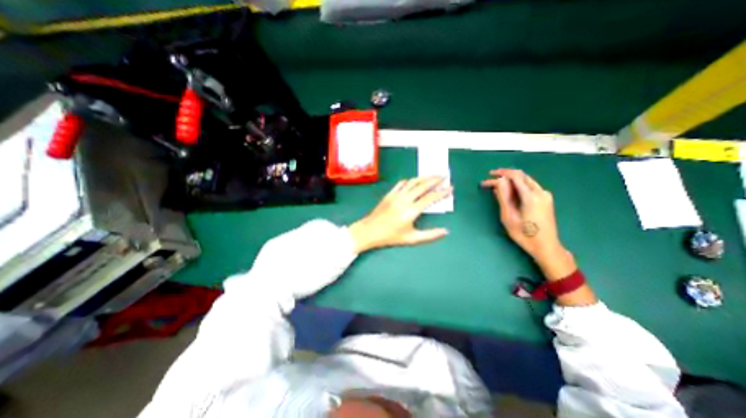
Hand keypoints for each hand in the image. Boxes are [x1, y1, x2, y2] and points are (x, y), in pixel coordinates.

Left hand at [348, 177, 451, 253]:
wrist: (369, 231)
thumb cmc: (390, 236)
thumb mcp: (411, 239)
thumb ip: (430, 235)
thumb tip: (446, 231)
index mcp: (411, 211)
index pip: (430, 198)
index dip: (441, 192)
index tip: (450, 188)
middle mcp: (404, 200)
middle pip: (422, 186)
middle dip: (435, 179)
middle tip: (444, 176)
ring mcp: (396, 195)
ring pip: (412, 182)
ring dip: (423, 177)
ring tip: (432, 175)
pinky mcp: (389, 194)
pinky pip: (401, 184)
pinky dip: (409, 181)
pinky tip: (413, 181)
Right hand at [481, 166, 572, 280]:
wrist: (546, 246)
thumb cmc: (525, 234)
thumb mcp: (509, 217)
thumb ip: (503, 197)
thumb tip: (498, 182)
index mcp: (532, 196)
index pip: (515, 176)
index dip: (501, 173)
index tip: (488, 175)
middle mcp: (540, 192)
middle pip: (521, 176)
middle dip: (504, 176)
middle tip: (490, 180)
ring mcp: (545, 195)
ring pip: (525, 180)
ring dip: (510, 181)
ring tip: (496, 186)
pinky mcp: (545, 199)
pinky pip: (529, 187)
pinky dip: (517, 186)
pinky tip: (508, 192)